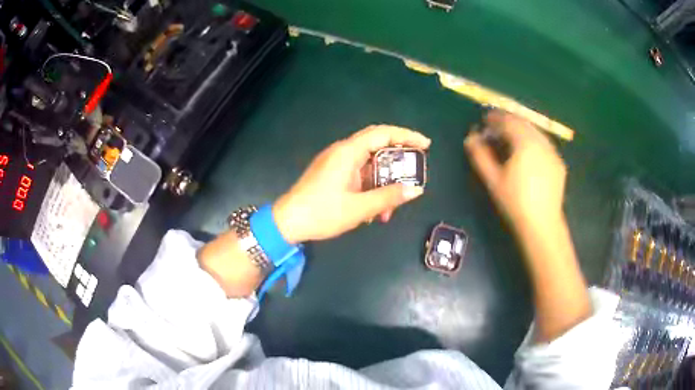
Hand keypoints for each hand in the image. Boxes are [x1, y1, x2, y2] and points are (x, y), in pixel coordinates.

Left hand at [273, 125, 430, 242]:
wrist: (288, 222)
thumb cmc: (322, 213)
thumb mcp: (359, 208)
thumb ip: (389, 197)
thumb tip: (416, 190)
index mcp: (348, 152)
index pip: (383, 134)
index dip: (406, 136)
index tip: (426, 145)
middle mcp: (343, 152)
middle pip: (377, 147)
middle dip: (398, 162)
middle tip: (414, 174)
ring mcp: (336, 163)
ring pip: (369, 165)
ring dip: (383, 183)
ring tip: (390, 209)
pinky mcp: (333, 174)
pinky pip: (359, 175)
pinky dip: (371, 188)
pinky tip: (374, 210)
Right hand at [464, 110, 566, 230]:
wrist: (542, 225)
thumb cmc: (515, 202)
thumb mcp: (493, 179)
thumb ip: (480, 155)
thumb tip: (470, 137)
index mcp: (525, 142)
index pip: (508, 121)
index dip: (495, 118)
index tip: (484, 120)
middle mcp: (541, 142)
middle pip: (523, 123)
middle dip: (508, 122)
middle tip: (496, 129)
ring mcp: (553, 152)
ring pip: (535, 132)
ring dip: (521, 130)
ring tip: (511, 140)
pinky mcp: (559, 163)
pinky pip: (544, 144)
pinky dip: (533, 142)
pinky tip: (528, 154)